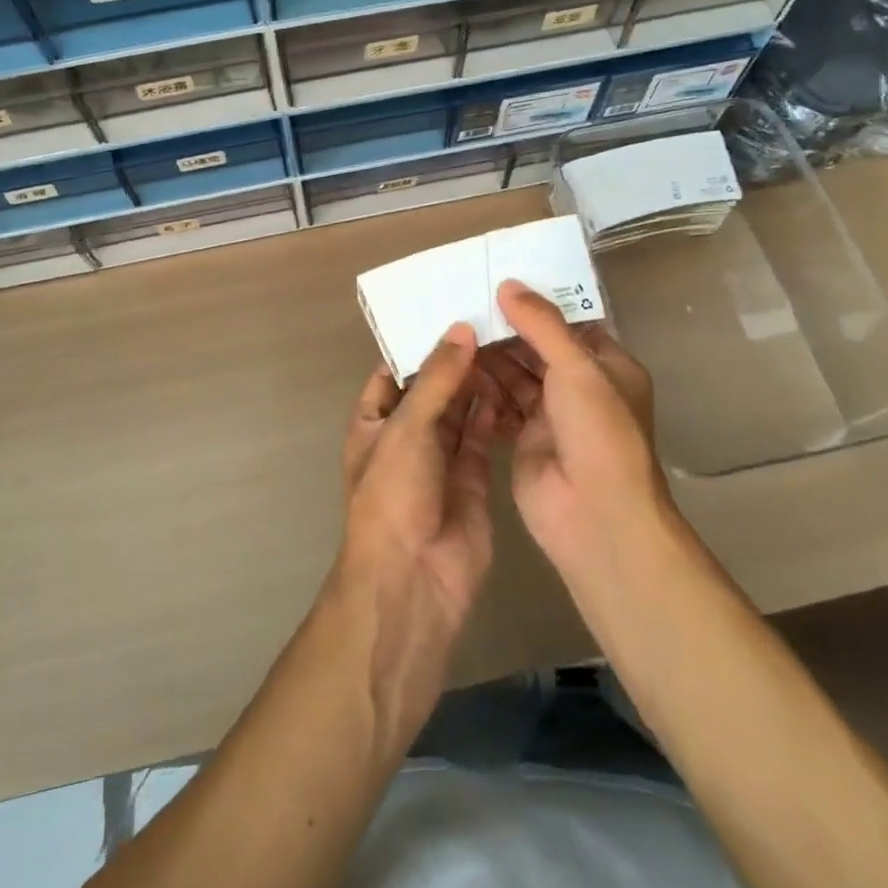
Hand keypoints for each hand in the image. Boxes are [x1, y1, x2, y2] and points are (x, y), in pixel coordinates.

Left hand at [339, 323, 497, 631]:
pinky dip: (494, 414)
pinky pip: (481, 437)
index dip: (419, 343)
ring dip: (477, 383)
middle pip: (432, 388)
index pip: (394, 371)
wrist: (413, 580)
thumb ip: (436, 379)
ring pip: (459, 410)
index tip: (452, 308)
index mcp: (374, 421)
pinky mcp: (471, 479)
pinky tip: (514, 384)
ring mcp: (438, 459)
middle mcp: (405, 436)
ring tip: (506, 342)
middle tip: (491, 319)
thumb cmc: (393, 495)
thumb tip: (461, 329)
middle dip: (455, 360)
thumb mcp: (407, 428)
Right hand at [479, 280, 670, 574]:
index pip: (571, 324)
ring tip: (455, 330)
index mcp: (608, 366)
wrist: (595, 516)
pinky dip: (483, 387)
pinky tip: (456, 368)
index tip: (500, 280)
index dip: (539, 304)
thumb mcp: (576, 367)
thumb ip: (542, 324)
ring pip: (517, 374)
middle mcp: (581, 387)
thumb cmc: (597, 432)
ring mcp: (552, 414)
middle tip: (466, 303)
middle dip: (507, 329)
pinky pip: (501, 402)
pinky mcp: (525, 437)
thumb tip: (508, 284)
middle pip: (539, 348)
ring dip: (491, 357)